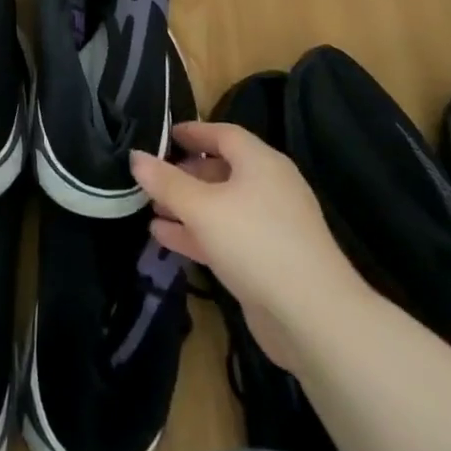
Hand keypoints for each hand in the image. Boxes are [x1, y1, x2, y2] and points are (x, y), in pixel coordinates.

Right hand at [132, 121, 364, 367]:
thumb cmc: (255, 244)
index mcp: (261, 163)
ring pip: (222, 206)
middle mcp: (270, 187)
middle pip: (222, 169)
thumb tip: (135, 156)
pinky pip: (227, 235)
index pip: (223, 134)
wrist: (314, 318)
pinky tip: (166, 238)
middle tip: (152, 179)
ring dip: (187, 207)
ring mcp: (272, 226)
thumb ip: (166, 182)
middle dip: (185, 173)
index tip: (163, 135)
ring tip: (151, 210)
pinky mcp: (269, 260)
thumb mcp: (202, 208)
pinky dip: (198, 233)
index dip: (192, 132)